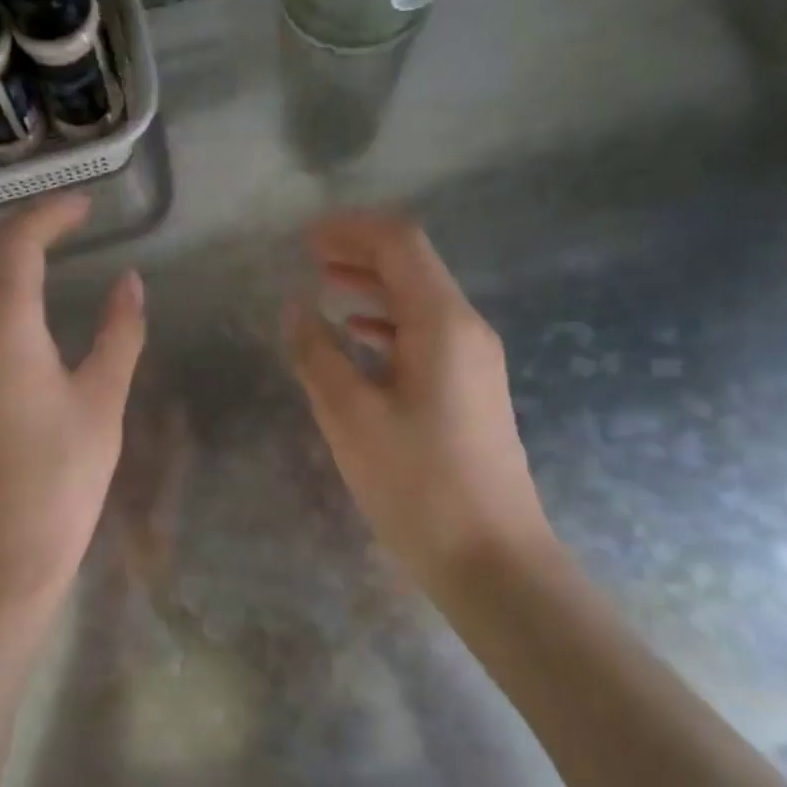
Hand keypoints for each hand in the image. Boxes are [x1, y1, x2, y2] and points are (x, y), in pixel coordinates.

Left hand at [0, 193, 145, 616]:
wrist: (6, 547)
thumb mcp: (103, 398)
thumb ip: (119, 332)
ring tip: (53, 252)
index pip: (17, 243)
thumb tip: (130, 282)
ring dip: (2, 253)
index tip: (89, 205)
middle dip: (19, 224)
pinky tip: (30, 303)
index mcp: (3, 327)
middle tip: (69, 223)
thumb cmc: (63, 473)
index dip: (52, 213)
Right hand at [286, 212, 555, 601]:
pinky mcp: (471, 390)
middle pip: (413, 266)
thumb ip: (317, 354)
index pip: (400, 244)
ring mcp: (474, 360)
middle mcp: (466, 329)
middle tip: (308, 256)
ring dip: (372, 287)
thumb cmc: (416, 484)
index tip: (304, 237)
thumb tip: (296, 307)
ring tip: (324, 289)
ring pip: (419, 301)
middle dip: (360, 252)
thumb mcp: (350, 417)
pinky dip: (387, 324)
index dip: (351, 230)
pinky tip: (357, 339)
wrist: (490, 556)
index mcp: (442, 323)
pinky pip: (425, 336)